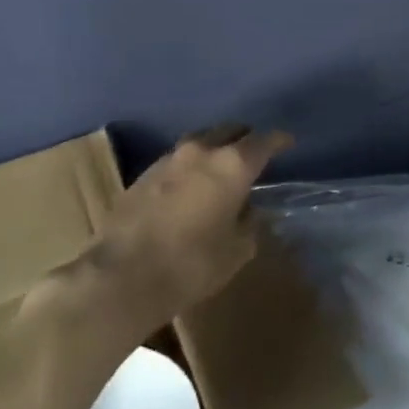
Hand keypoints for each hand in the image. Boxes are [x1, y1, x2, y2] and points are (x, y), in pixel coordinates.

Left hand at [19, 125, 292, 369]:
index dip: (279, 141)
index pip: (264, 140)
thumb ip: (249, 223)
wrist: (120, 277)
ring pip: (201, 142)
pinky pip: (178, 161)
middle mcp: (201, 151)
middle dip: (245, 139)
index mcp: (232, 165)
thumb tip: (247, 210)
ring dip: (215, 150)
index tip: (288, 144)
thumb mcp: (237, 250)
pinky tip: (192, 187)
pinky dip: (191, 167)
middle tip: (255, 155)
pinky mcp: (142, 175)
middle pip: (230, 130)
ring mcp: (167, 160)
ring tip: (222, 170)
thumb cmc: (191, 264)